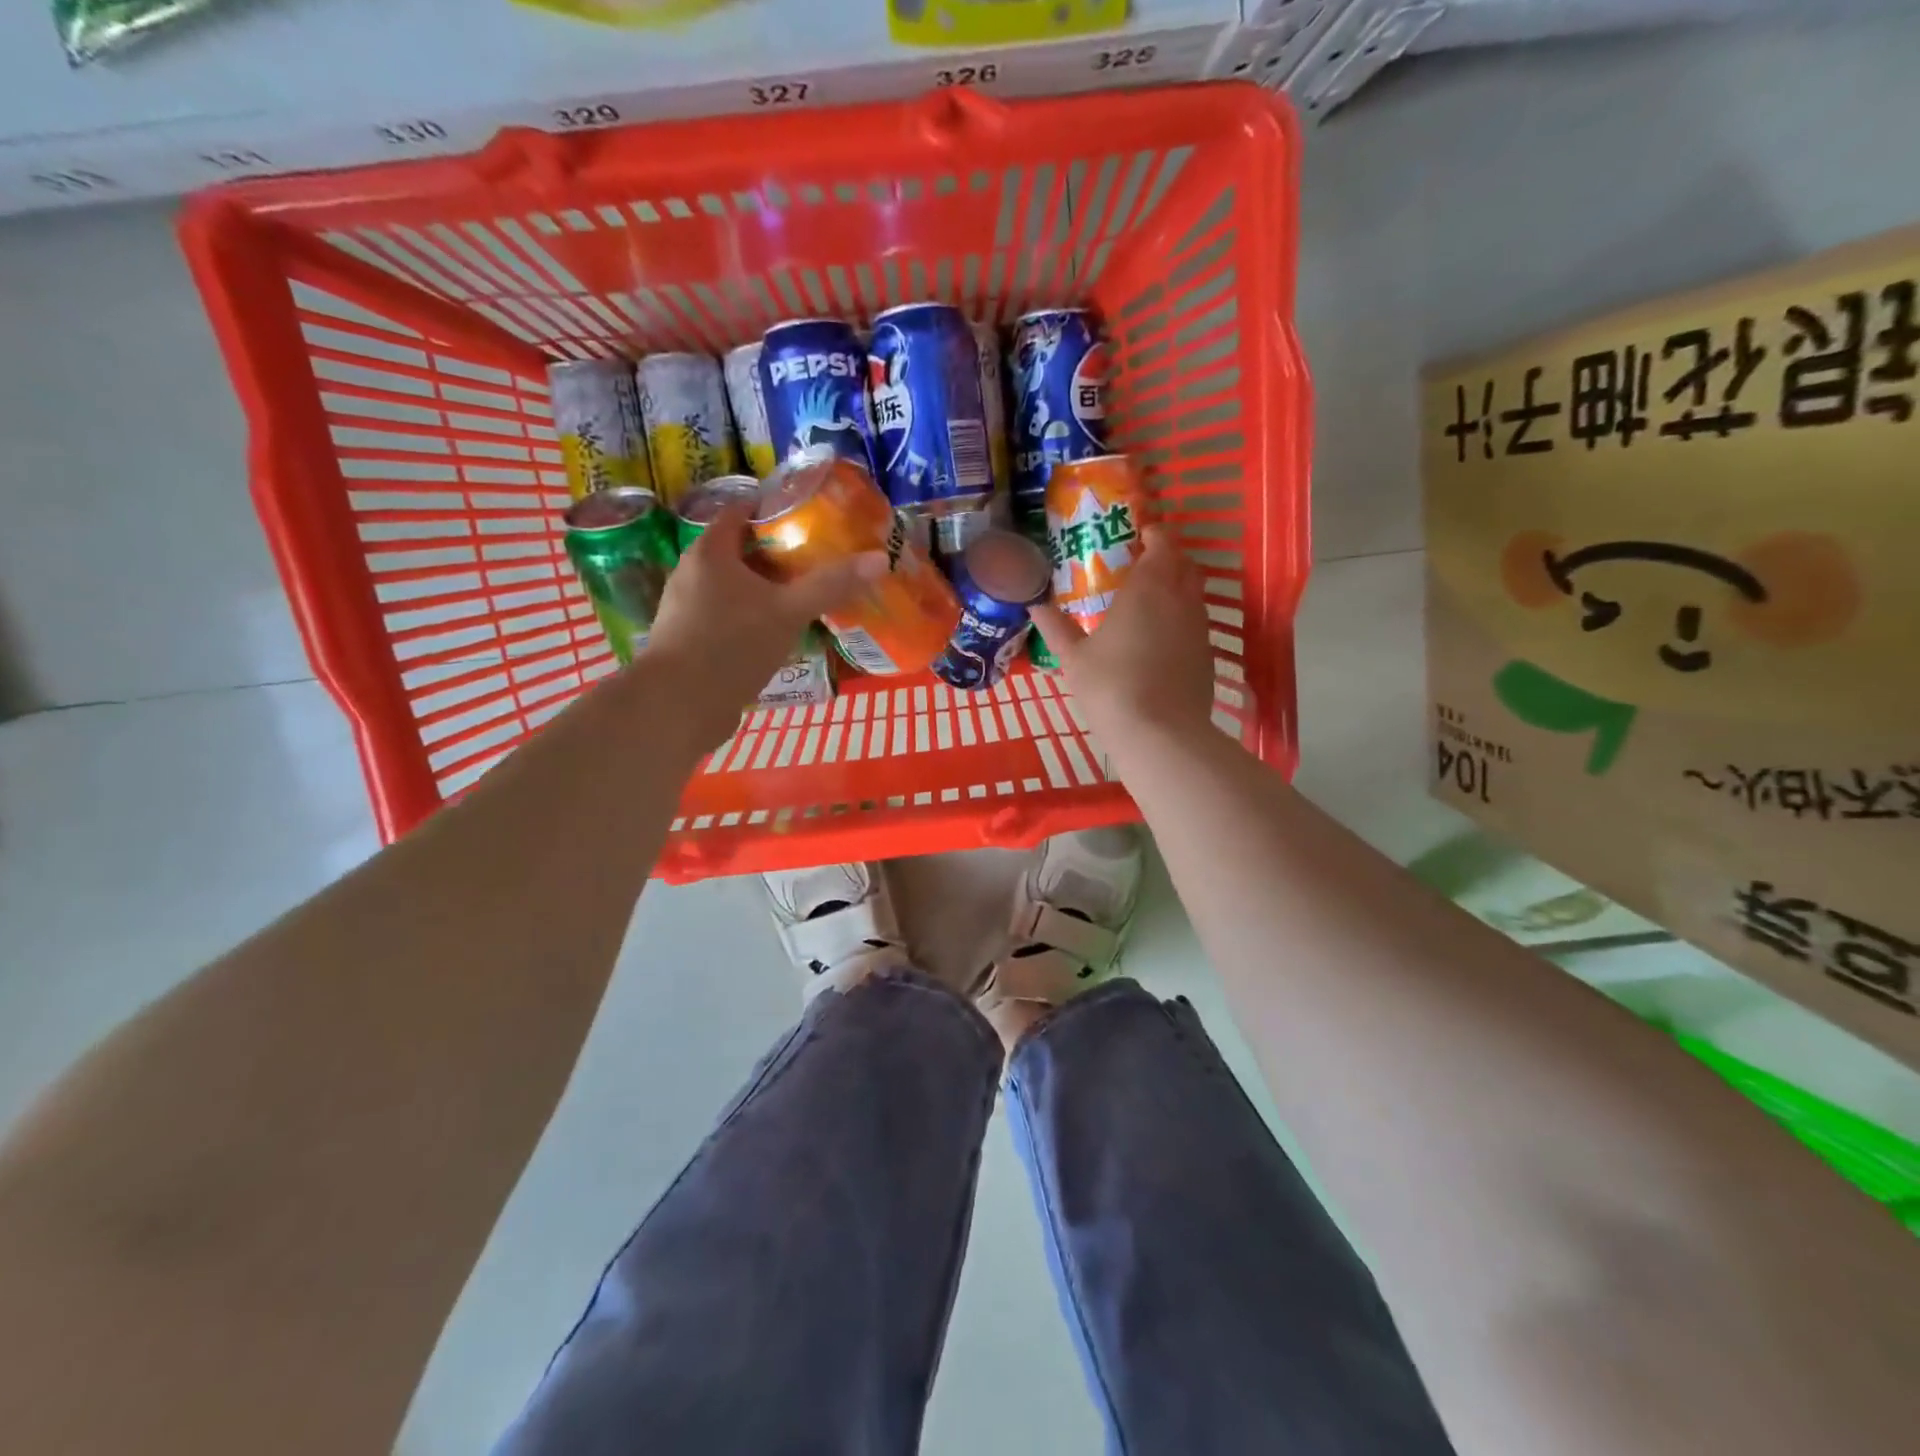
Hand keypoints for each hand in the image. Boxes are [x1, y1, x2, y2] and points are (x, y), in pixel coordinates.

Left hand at [645, 505, 883, 751]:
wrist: (678, 707)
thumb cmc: (731, 645)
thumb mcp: (789, 612)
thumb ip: (831, 585)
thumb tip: (879, 558)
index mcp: (710, 553)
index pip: (741, 511)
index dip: (775, 509)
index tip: (811, 518)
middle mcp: (693, 573)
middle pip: (741, 552)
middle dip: (778, 555)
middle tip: (818, 561)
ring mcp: (688, 610)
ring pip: (735, 588)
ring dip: (767, 591)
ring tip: (805, 598)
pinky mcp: (692, 641)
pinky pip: (729, 618)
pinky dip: (754, 619)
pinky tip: (779, 636)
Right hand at [1031, 527, 1215, 753]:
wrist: (1161, 734)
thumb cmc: (1110, 687)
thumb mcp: (1073, 659)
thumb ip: (1056, 628)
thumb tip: (1035, 605)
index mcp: (1148, 589)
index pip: (1162, 545)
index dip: (1154, 535)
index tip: (1140, 535)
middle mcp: (1181, 600)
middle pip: (1185, 565)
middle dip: (1169, 558)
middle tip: (1143, 565)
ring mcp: (1199, 629)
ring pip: (1194, 594)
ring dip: (1177, 588)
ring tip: (1151, 601)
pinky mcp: (1207, 656)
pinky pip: (1196, 624)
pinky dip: (1182, 619)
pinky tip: (1162, 639)